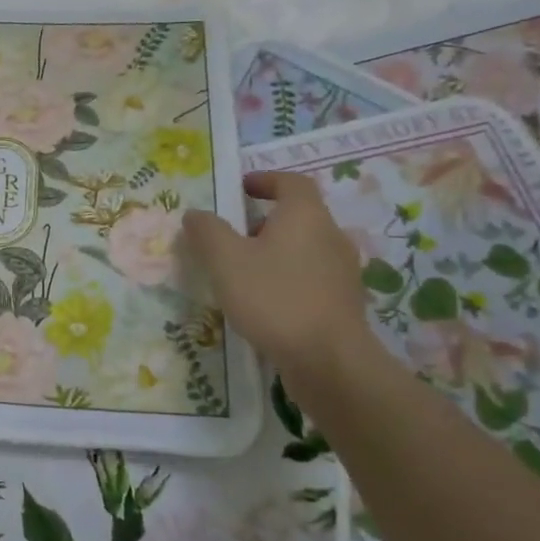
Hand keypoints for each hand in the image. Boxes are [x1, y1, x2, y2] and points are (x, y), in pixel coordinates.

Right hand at [184, 171, 375, 389]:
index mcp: (305, 216)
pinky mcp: (343, 302)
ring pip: (304, 249)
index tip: (240, 189)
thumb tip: (196, 214)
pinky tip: (266, 303)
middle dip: (264, 221)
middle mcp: (331, 236)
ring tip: (244, 273)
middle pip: (299, 216)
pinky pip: (311, 278)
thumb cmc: (274, 298)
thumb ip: (207, 231)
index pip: (291, 182)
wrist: (329, 361)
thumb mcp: (226, 261)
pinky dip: (288, 279)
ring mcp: (342, 271)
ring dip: (275, 252)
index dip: (265, 180)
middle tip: (232, 237)